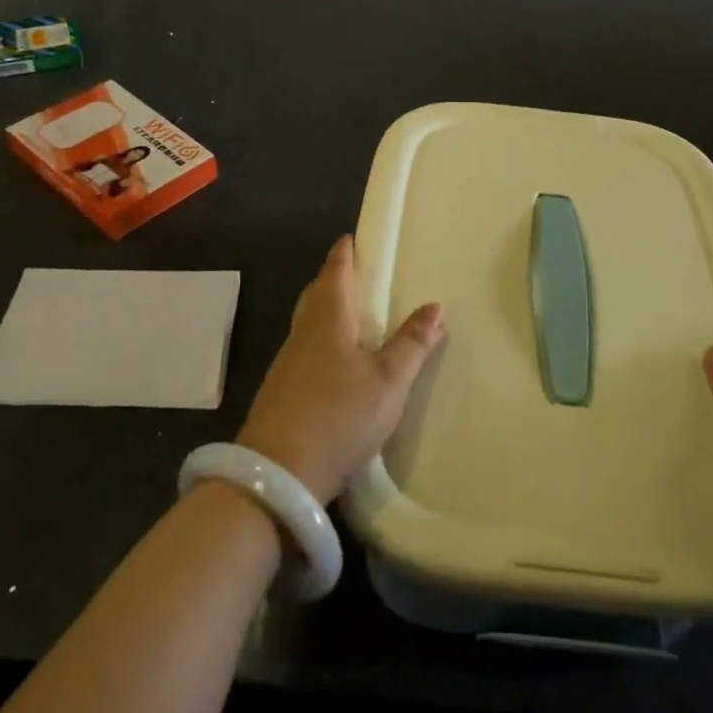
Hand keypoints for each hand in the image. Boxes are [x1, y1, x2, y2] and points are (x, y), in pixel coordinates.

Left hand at [238, 236, 444, 503]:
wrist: (278, 475)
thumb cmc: (338, 415)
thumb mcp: (388, 381)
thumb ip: (412, 344)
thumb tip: (435, 306)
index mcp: (327, 318)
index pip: (335, 271)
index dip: (345, 252)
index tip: (354, 237)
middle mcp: (303, 332)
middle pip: (318, 293)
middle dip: (336, 278)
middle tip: (360, 273)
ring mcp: (288, 362)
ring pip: (310, 322)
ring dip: (329, 310)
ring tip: (355, 313)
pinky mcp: (282, 390)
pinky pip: (307, 349)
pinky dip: (324, 340)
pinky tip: (338, 360)